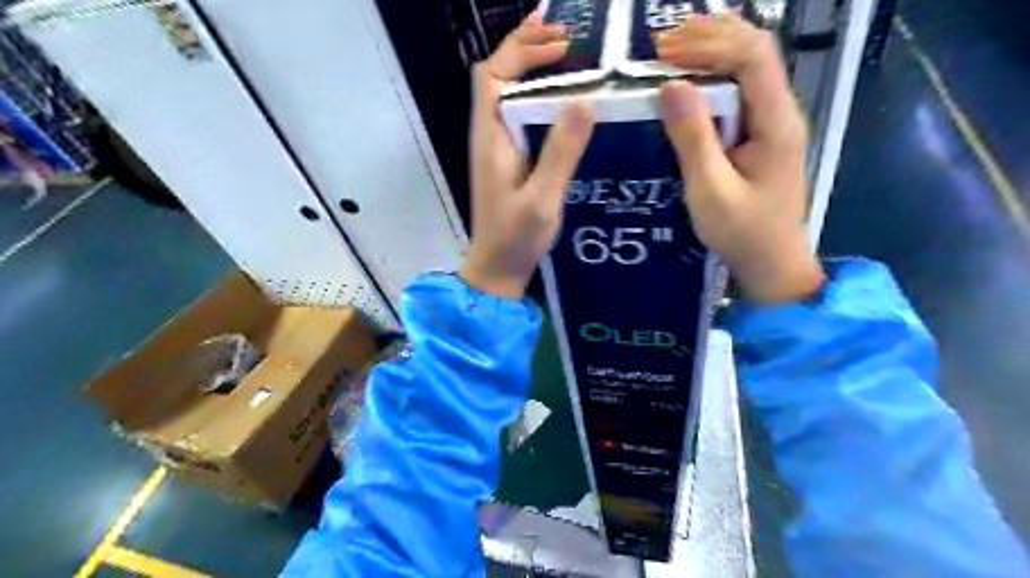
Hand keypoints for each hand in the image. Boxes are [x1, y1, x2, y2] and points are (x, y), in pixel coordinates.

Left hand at [459, 15, 595, 296]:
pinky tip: (567, 101)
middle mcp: (490, 135)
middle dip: (528, 49)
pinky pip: (524, 117)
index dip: (521, 51)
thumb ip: (560, 153)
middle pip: (500, 77)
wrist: (497, 269)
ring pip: (512, 95)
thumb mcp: (542, 199)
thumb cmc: (515, 238)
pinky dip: (542, 98)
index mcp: (490, 138)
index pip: (492, 76)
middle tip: (568, 36)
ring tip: (571, 55)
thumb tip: (583, 101)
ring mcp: (500, 148)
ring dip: (535, 71)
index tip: (560, 45)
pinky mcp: (511, 161)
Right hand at [655, 11, 826, 302]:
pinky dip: (713, 76)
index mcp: (776, 122)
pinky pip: (740, 91)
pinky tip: (690, 80)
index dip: (709, 44)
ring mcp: (772, 123)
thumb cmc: (743, 233)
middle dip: (710, 37)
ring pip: (749, 67)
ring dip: (712, 51)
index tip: (664, 53)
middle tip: (664, 41)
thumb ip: (693, 139)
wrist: (772, 264)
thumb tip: (670, 86)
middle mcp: (781, 112)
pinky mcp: (760, 136)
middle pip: (755, 50)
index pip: (752, 56)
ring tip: (672, 50)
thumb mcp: (710, 190)